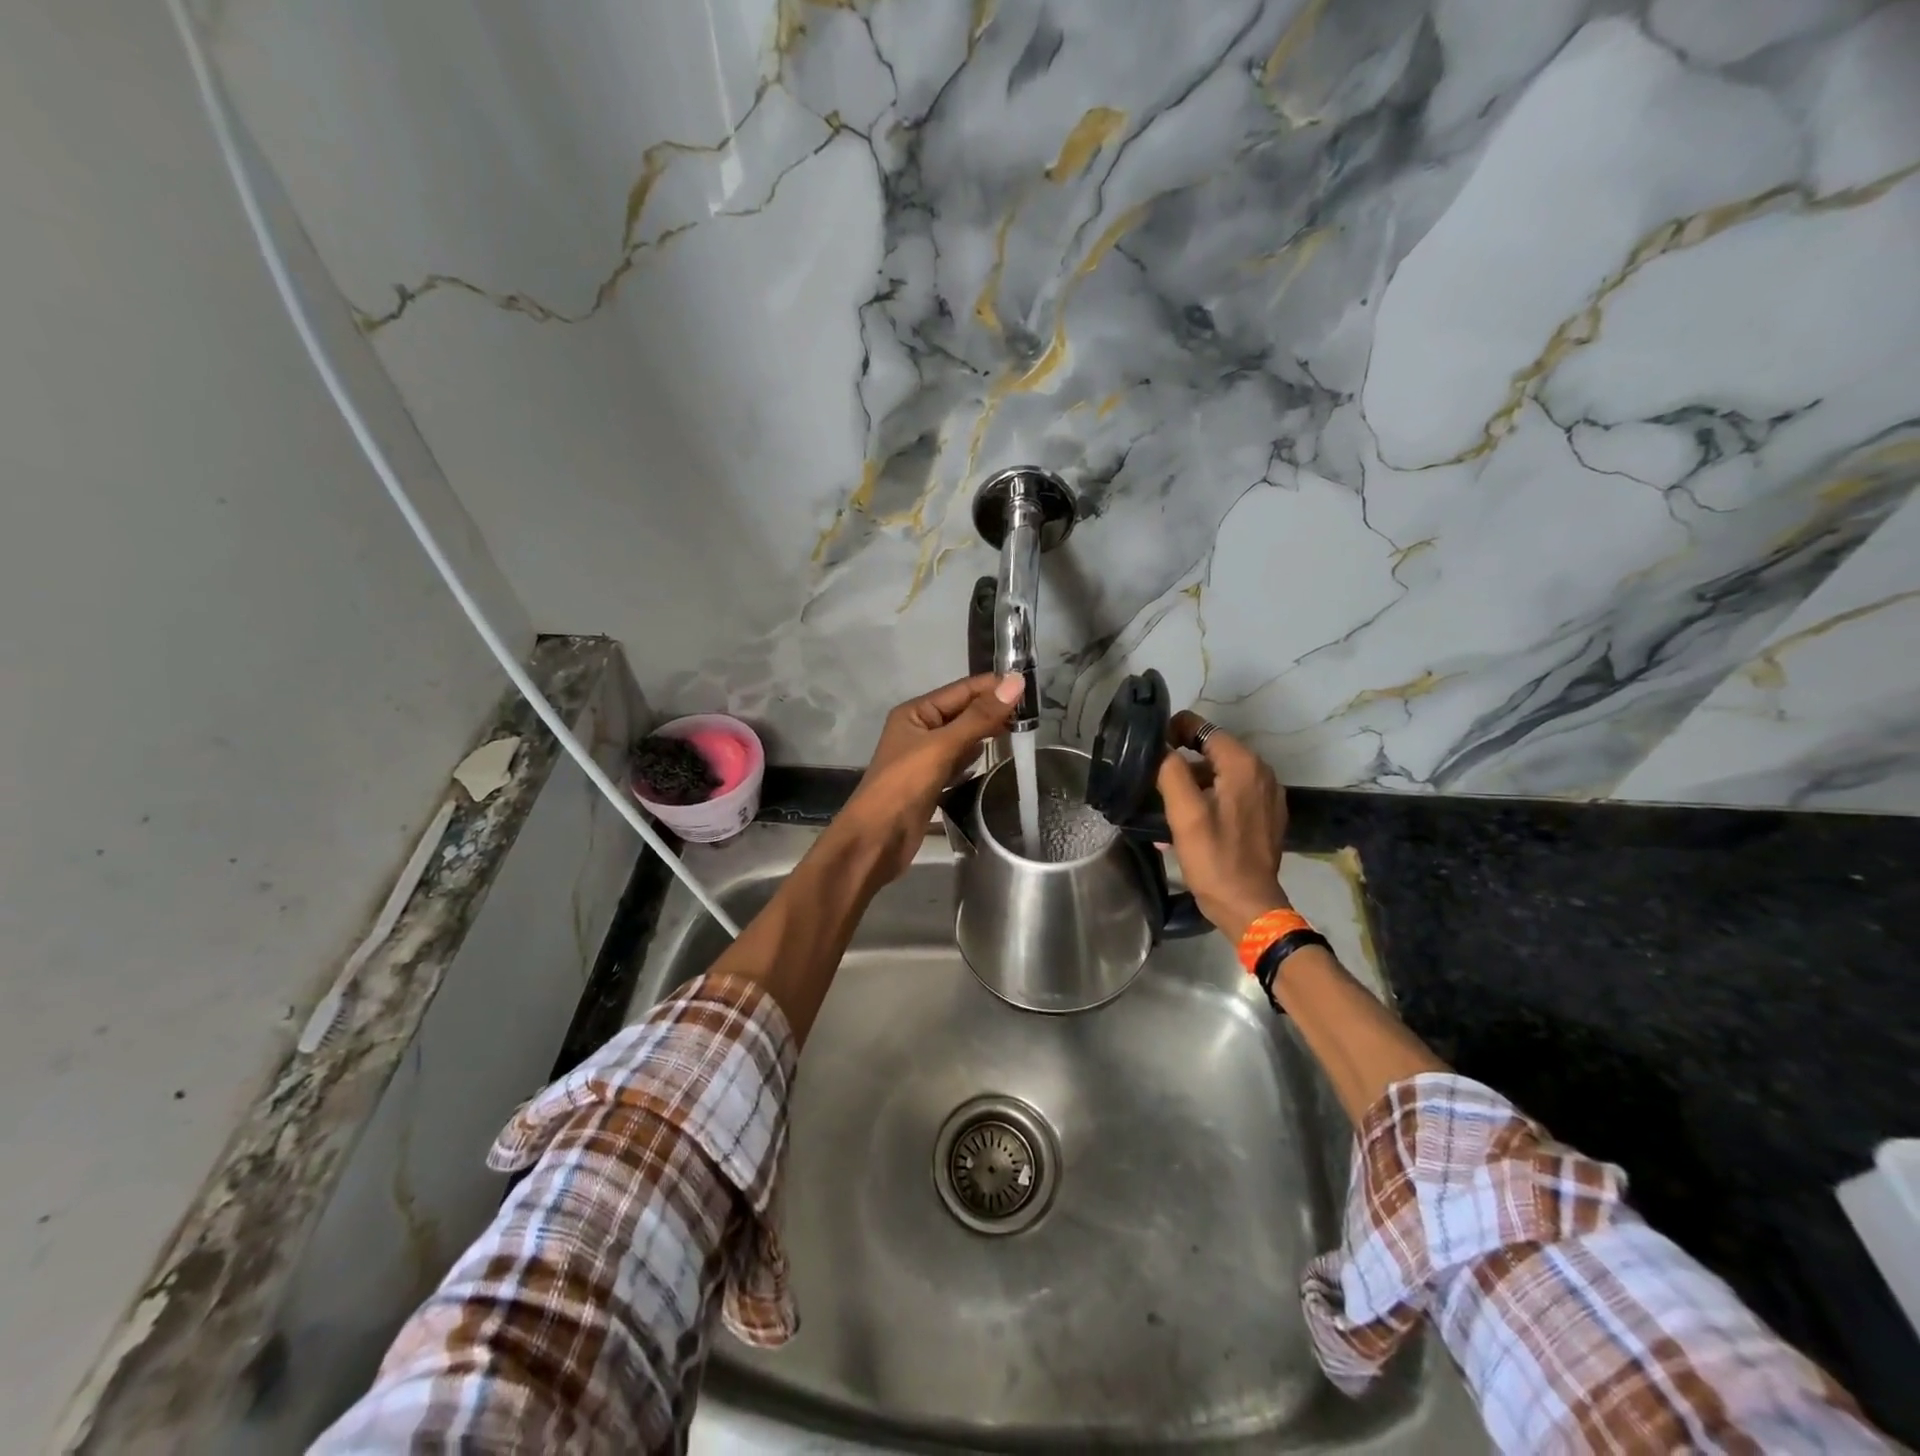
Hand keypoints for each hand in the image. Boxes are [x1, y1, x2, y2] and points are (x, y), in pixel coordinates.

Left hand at [832, 672, 1023, 882]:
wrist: (877, 839)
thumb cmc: (904, 786)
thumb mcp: (942, 746)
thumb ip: (979, 717)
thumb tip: (1016, 682)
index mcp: (915, 712)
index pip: (961, 690)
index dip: (993, 686)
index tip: (1030, 685)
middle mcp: (919, 729)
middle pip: (963, 712)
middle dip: (994, 710)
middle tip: (1034, 711)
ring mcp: (925, 757)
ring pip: (963, 737)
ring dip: (988, 733)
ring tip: (1023, 729)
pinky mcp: (932, 782)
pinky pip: (959, 761)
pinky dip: (976, 758)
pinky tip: (996, 757)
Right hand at [1157, 711, 1288, 942]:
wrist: (1249, 906)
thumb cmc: (1214, 859)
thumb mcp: (1184, 814)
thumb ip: (1170, 772)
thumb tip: (1161, 748)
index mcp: (1243, 765)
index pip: (1203, 728)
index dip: (1174, 732)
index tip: (1151, 750)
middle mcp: (1262, 772)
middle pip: (1214, 751)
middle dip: (1183, 761)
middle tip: (1154, 782)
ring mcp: (1268, 795)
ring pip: (1222, 773)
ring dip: (1195, 782)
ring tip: (1168, 805)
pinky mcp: (1267, 815)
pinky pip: (1234, 793)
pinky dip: (1212, 797)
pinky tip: (1193, 820)